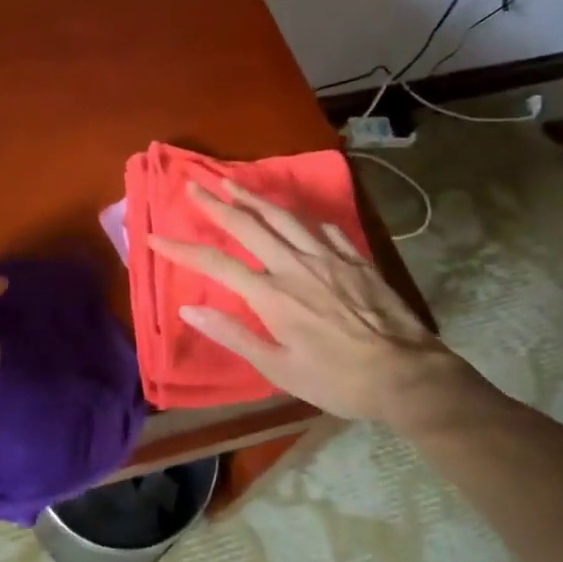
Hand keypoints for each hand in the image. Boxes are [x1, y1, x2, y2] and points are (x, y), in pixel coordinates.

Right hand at [147, 179, 468, 429]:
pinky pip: (325, 228)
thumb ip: (234, 335)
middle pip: (247, 225)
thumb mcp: (280, 369)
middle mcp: (295, 265)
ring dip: (254, 197)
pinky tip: (297, 214)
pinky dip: (304, 218)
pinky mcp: (355, 259)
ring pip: (283, 216)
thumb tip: (189, 307)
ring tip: (232, 181)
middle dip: (215, 203)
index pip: (216, 264)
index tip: (155, 237)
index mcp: (272, 294)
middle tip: (192, 184)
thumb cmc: (338, 380)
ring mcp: (328, 257)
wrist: (408, 375)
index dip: (182, 249)